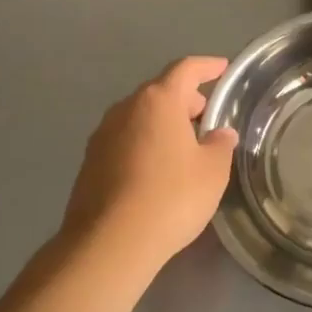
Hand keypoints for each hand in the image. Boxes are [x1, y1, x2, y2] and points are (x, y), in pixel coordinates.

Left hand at [57, 57, 238, 271]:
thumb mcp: (212, 171)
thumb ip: (220, 145)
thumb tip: (219, 134)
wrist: (109, 244)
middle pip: (159, 92)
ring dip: (163, 123)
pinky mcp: (90, 163)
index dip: (206, 67)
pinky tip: (158, 170)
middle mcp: (125, 109)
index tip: (222, 68)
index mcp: (158, 101)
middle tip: (206, 116)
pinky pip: (125, 140)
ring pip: (140, 117)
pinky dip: (145, 144)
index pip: (185, 69)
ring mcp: (102, 136)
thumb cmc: (171, 197)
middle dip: (185, 100)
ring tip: (185, 145)